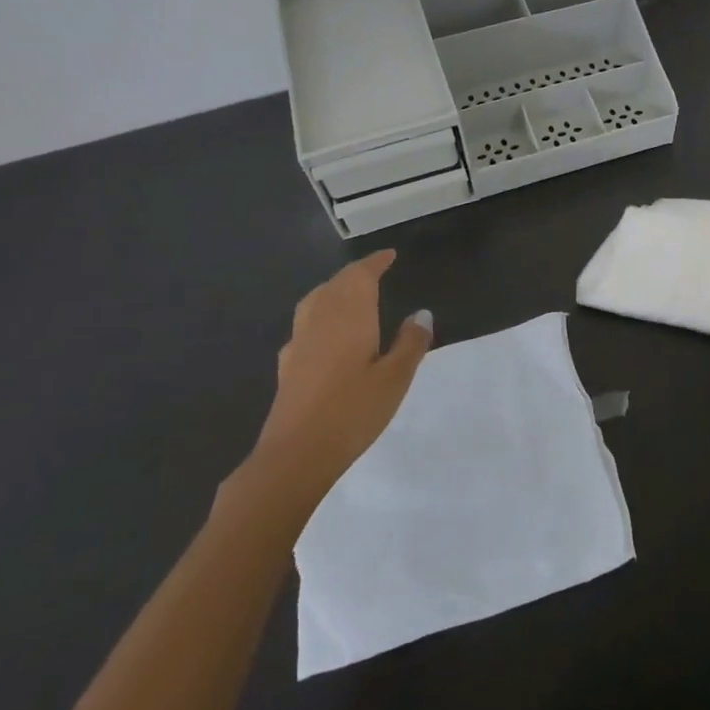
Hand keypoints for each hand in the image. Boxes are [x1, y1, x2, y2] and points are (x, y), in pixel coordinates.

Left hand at [253, 250, 432, 495]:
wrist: (295, 454)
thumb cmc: (353, 411)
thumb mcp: (395, 377)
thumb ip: (410, 342)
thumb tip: (422, 313)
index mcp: (349, 315)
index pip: (361, 276)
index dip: (375, 262)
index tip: (389, 255)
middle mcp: (320, 319)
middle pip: (336, 284)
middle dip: (355, 274)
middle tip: (375, 272)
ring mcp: (299, 341)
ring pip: (316, 300)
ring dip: (334, 289)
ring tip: (350, 294)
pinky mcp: (288, 364)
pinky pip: (306, 323)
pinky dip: (320, 314)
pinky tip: (326, 334)